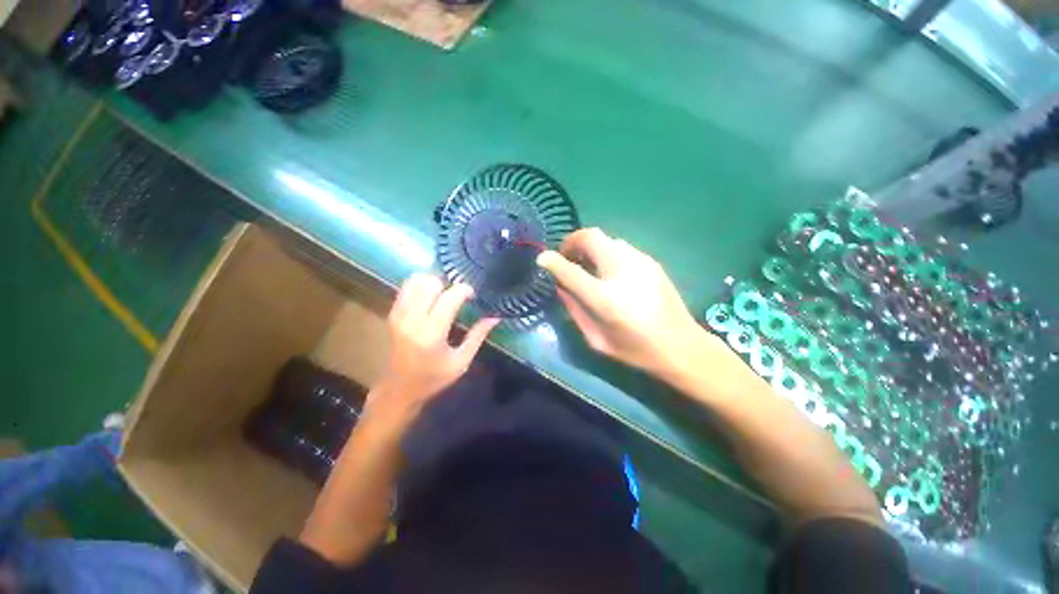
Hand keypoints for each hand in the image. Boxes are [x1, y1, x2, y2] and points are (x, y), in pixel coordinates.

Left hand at [367, 274, 498, 424]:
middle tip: (457, 296)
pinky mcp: (392, 313)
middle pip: (431, 283)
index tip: (472, 295)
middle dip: (448, 284)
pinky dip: (421, 285)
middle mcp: (412, 320)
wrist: (398, 389)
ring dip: (434, 282)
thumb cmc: (433, 378)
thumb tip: (495, 316)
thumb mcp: (461, 361)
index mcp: (432, 334)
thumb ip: (478, 336)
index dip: (464, 290)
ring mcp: (399, 315)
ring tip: (444, 293)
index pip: (449, 298)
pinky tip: (430, 296)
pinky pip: (406, 287)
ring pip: (416, 280)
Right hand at [537, 228, 704, 376]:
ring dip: (590, 247)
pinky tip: (609, 271)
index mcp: (605, 298)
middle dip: (572, 241)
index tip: (542, 258)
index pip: (570, 270)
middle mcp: (622, 271)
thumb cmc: (635, 349)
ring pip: (606, 239)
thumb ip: (574, 310)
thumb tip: (560, 286)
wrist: (681, 346)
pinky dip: (606, 252)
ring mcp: (640, 262)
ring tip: (587, 265)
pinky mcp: (651, 261)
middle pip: (590, 237)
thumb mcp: (596, 339)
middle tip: (567, 257)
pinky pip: (620, 247)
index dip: (551, 261)